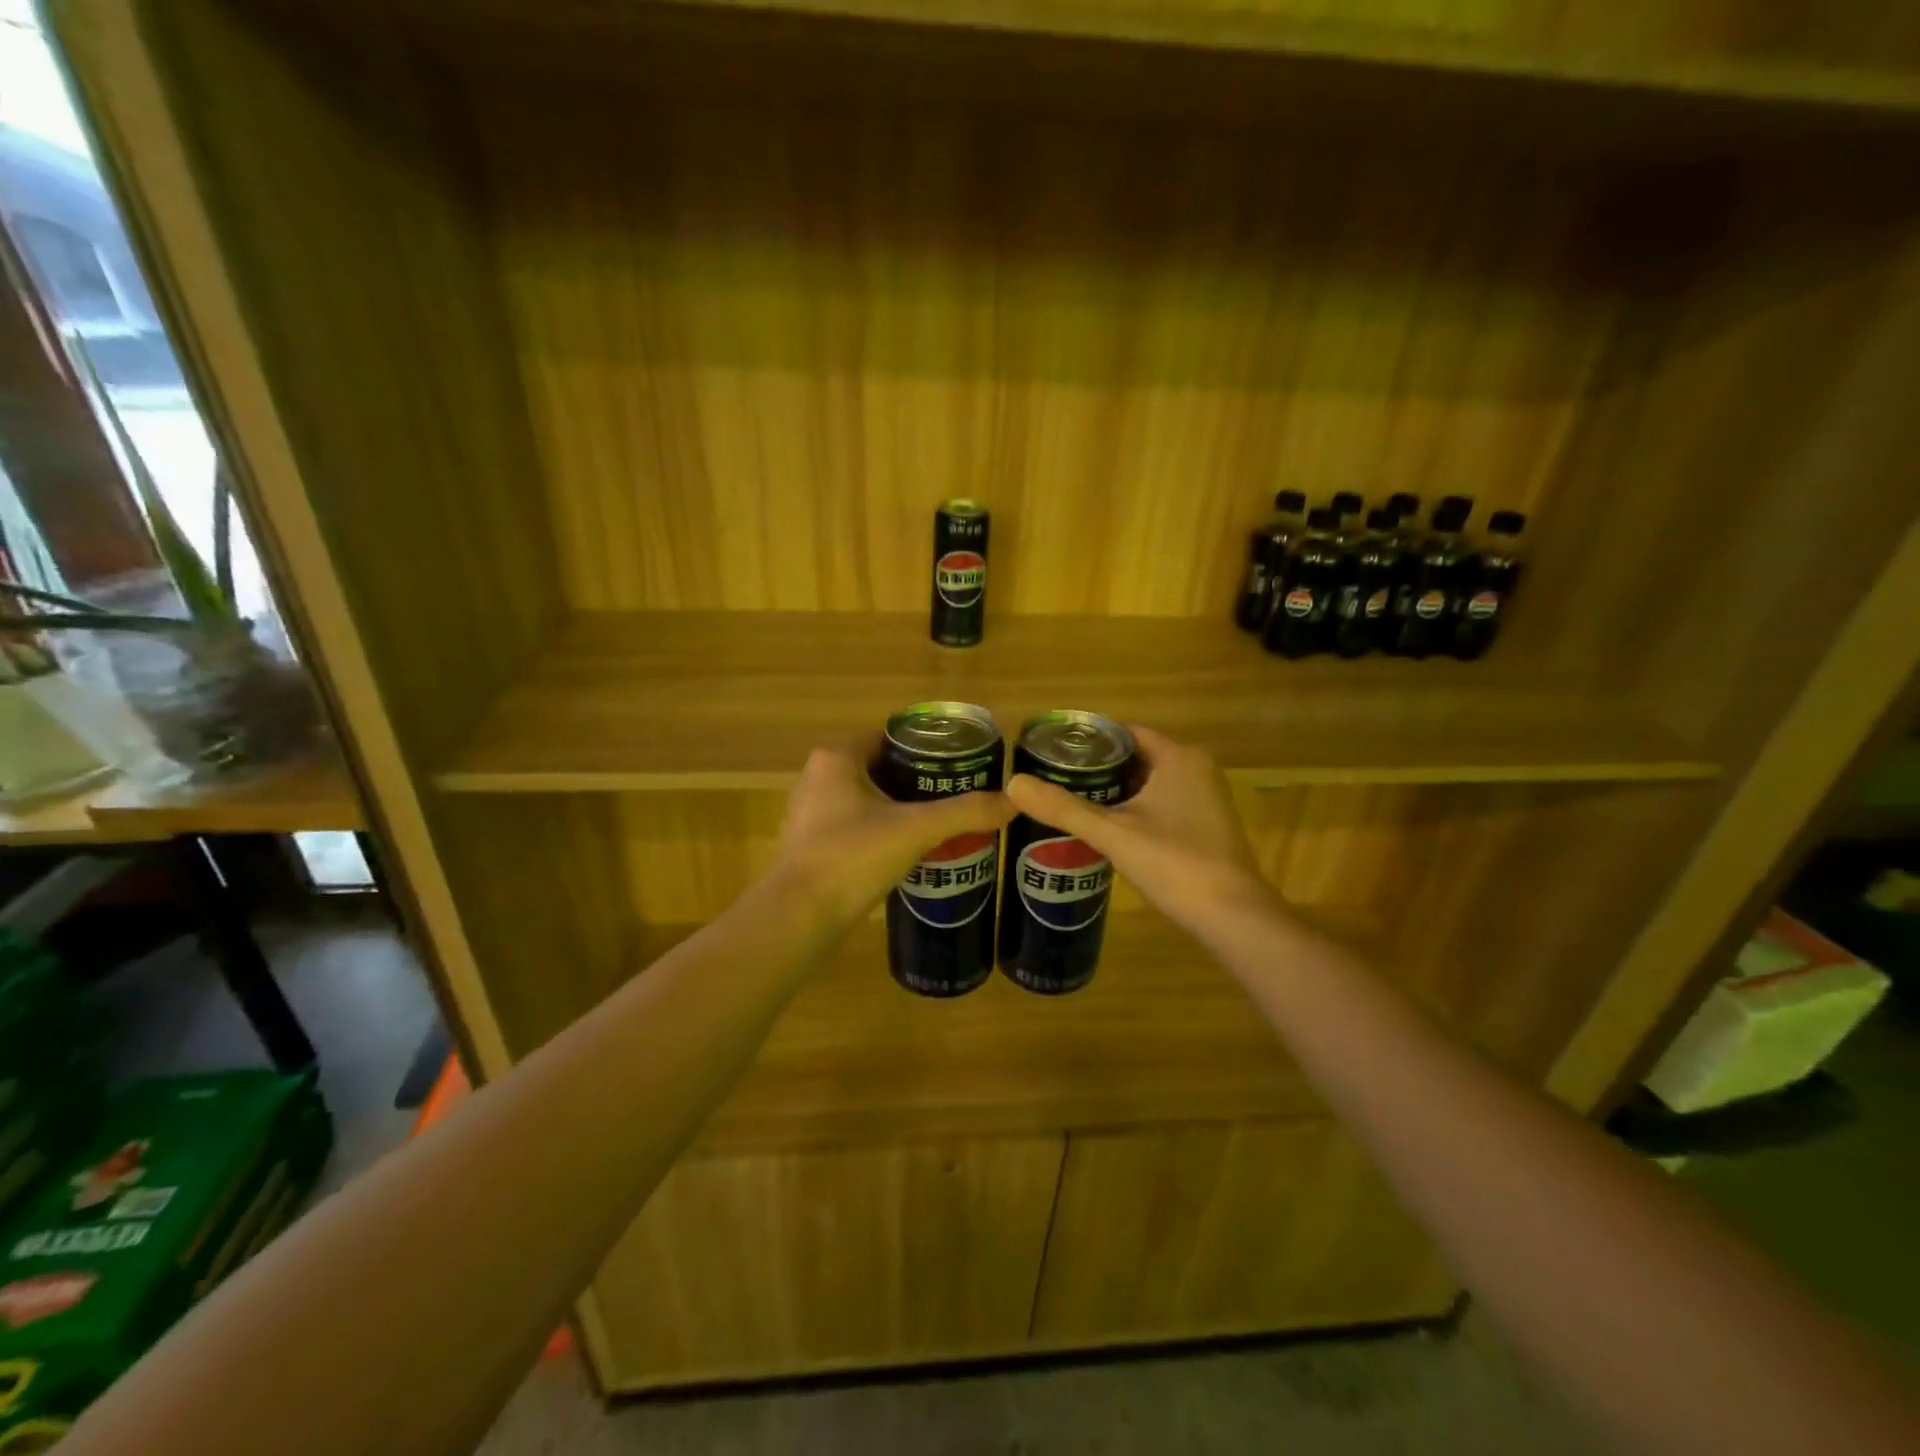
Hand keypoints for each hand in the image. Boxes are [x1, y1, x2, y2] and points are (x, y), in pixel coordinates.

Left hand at [770, 740, 1013, 936]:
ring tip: (943, 820)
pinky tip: (911, 848)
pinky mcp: (812, 844)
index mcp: (838, 758)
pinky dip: (883, 829)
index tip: (960, 764)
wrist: (799, 917)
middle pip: (881, 768)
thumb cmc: (852, 856)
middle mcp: (819, 777)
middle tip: (958, 794)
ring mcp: (812, 812)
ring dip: (901, 807)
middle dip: (919, 781)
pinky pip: (856, 824)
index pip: (890, 737)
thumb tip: (1014, 801)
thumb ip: (965, 812)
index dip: (927, 748)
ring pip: (868, 798)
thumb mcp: (916, 829)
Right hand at [1006, 726, 1273, 931]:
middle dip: (1096, 767)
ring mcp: (1204, 798)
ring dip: (1113, 790)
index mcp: (1178, 757)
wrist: (1233, 917)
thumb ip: (1063, 808)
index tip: (1051, 751)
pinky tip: (1104, 826)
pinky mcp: (1205, 824)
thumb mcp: (1112, 833)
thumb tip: (1013, 784)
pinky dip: (1133, 808)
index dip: (1088, 740)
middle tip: (1053, 777)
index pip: (1124, 732)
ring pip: (1148, 782)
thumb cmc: (1175, 863)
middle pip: (1135, 756)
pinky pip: (1160, 802)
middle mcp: (1195, 769)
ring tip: (1068, 799)